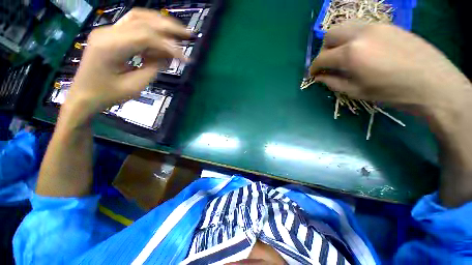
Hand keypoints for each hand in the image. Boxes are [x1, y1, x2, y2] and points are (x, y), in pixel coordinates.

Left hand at [64, 8, 189, 121]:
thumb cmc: (108, 95)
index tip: (185, 58)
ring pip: (138, 17)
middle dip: (168, 27)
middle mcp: (107, 32)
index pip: (146, 37)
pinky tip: (162, 35)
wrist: (83, 95)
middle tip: (188, 33)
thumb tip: (168, 56)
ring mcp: (107, 31)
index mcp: (111, 47)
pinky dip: (151, 28)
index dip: (169, 46)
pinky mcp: (110, 34)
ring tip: (178, 31)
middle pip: (143, 20)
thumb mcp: (135, 86)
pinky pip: (133, 24)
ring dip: (160, 23)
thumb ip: (153, 67)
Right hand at [310, 22, 471, 111]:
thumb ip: (333, 82)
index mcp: (350, 54)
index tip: (313, 74)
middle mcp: (360, 34)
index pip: (322, 58)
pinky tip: (361, 50)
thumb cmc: (392, 92)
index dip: (314, 67)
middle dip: (324, 49)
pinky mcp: (387, 25)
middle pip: (330, 34)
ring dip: (337, 41)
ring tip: (343, 55)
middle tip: (328, 63)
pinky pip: (361, 27)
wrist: (433, 83)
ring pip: (345, 26)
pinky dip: (353, 37)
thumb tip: (319, 77)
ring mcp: (375, 26)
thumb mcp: (356, 91)